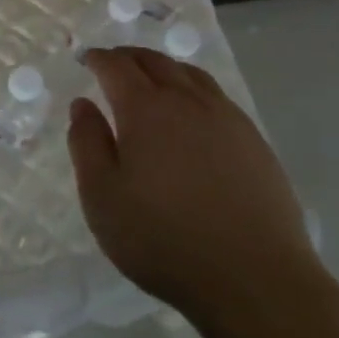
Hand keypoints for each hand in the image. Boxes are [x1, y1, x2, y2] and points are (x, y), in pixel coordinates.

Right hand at [67, 47, 325, 336]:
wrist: (256, 280)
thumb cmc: (164, 239)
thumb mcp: (102, 197)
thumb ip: (86, 144)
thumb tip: (82, 104)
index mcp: (145, 109)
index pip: (117, 66)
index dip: (98, 59)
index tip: (86, 60)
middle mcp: (186, 101)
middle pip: (155, 61)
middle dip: (129, 57)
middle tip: (114, 64)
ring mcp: (226, 118)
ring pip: (190, 74)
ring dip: (164, 68)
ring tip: (152, 79)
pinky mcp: (255, 141)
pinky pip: (217, 97)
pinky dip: (194, 89)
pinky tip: (194, 113)